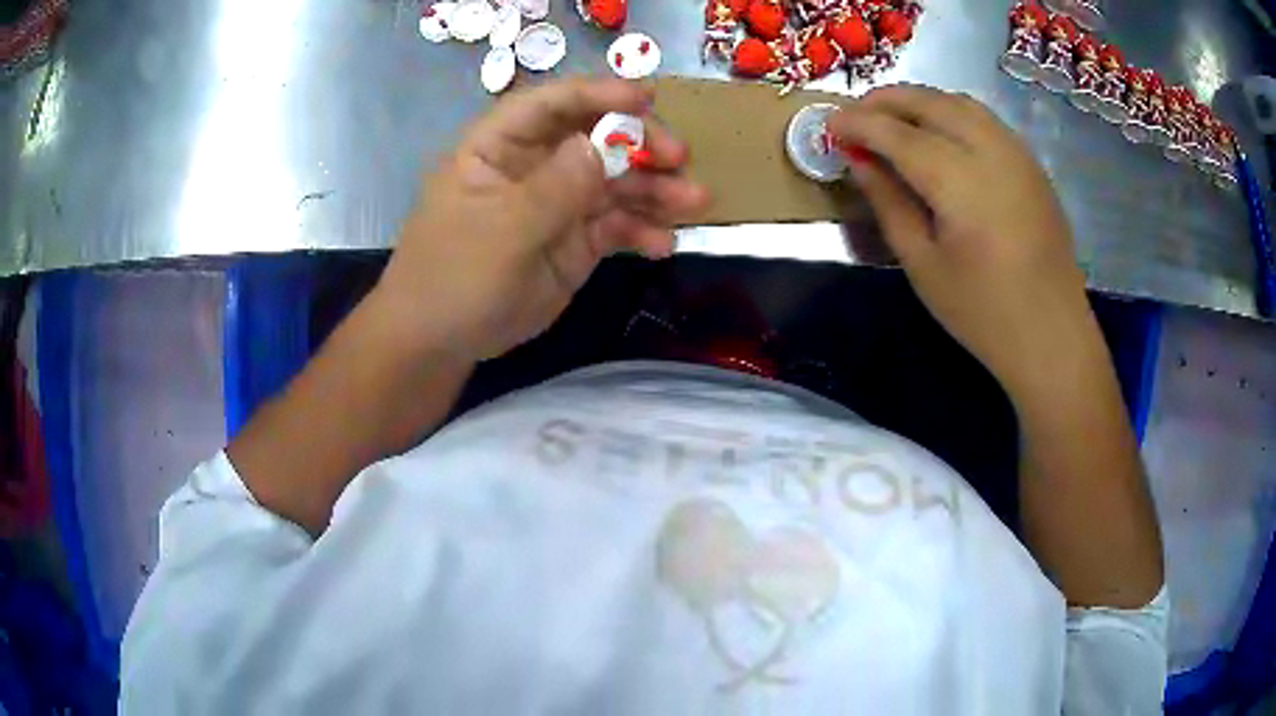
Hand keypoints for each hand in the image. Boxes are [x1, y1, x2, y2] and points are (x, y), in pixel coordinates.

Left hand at [376, 79, 709, 361]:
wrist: (440, 342)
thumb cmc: (453, 276)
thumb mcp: (502, 231)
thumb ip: (555, 188)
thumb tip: (604, 144)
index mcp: (499, 146)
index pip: (551, 104)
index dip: (598, 94)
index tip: (647, 98)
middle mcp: (533, 165)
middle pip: (594, 137)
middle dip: (639, 144)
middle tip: (679, 159)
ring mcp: (557, 203)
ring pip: (614, 182)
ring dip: (655, 189)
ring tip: (694, 202)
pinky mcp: (575, 242)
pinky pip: (617, 226)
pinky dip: (643, 231)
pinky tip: (664, 244)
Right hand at [829, 84, 1092, 395]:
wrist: (1052, 336)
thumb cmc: (983, 313)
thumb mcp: (923, 265)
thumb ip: (889, 203)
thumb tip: (859, 159)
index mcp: (961, 183)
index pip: (898, 133)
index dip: (859, 123)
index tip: (828, 123)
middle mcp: (992, 152)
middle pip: (931, 103)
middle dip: (887, 100)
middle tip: (855, 115)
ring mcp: (1017, 154)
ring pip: (960, 103)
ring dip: (920, 101)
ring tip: (892, 118)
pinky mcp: (1031, 165)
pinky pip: (984, 119)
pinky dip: (950, 112)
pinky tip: (937, 132)